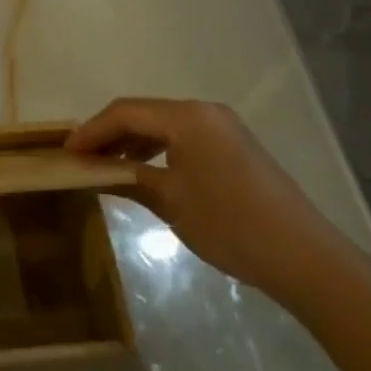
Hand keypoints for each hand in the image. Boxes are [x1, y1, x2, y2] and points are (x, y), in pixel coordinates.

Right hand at [67, 98, 353, 299]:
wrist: (304, 258)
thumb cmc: (230, 225)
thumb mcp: (170, 202)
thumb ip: (128, 178)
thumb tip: (93, 171)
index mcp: (187, 117)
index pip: (125, 112)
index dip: (91, 130)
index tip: (66, 152)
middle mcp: (204, 111)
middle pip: (144, 113)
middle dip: (109, 134)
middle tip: (81, 158)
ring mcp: (223, 127)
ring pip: (163, 125)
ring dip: (132, 142)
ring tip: (105, 167)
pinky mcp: (234, 147)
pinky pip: (184, 138)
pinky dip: (157, 150)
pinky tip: (143, 172)